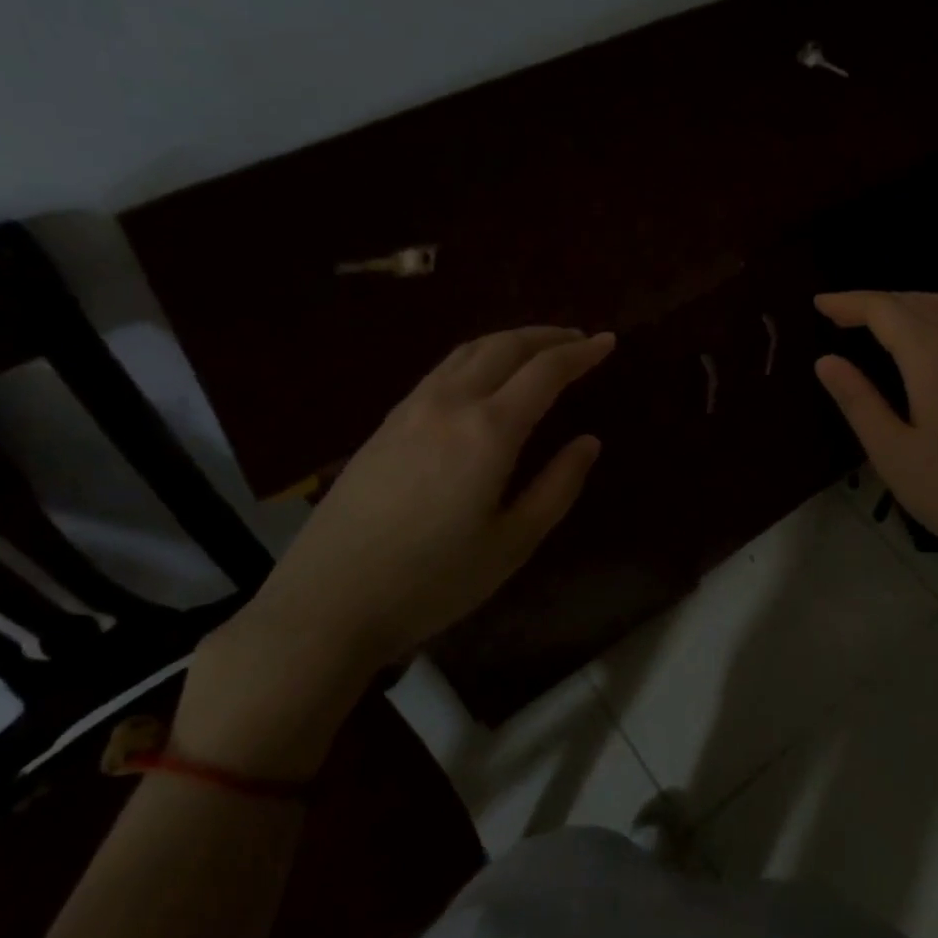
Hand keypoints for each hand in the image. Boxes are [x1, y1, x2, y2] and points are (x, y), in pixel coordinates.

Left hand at [176, 326, 613, 778]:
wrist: (329, 602)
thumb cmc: (433, 581)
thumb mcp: (512, 543)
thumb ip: (557, 486)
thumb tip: (588, 441)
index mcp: (488, 430)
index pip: (545, 371)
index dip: (581, 352)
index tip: (608, 342)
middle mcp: (449, 403)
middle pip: (504, 346)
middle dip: (546, 336)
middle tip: (578, 339)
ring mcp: (410, 409)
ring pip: (468, 352)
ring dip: (509, 340)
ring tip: (537, 349)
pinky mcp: (385, 423)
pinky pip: (442, 370)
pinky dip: (477, 357)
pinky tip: (483, 377)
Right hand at [813, 292, 937, 690]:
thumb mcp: (893, 453)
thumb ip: (858, 401)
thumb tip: (825, 361)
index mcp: (934, 359)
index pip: (885, 310)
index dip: (849, 302)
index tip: (817, 304)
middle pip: (916, 302)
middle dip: (874, 300)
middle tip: (837, 313)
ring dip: (908, 301)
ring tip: (878, 317)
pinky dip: (936, 314)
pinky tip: (926, 339)